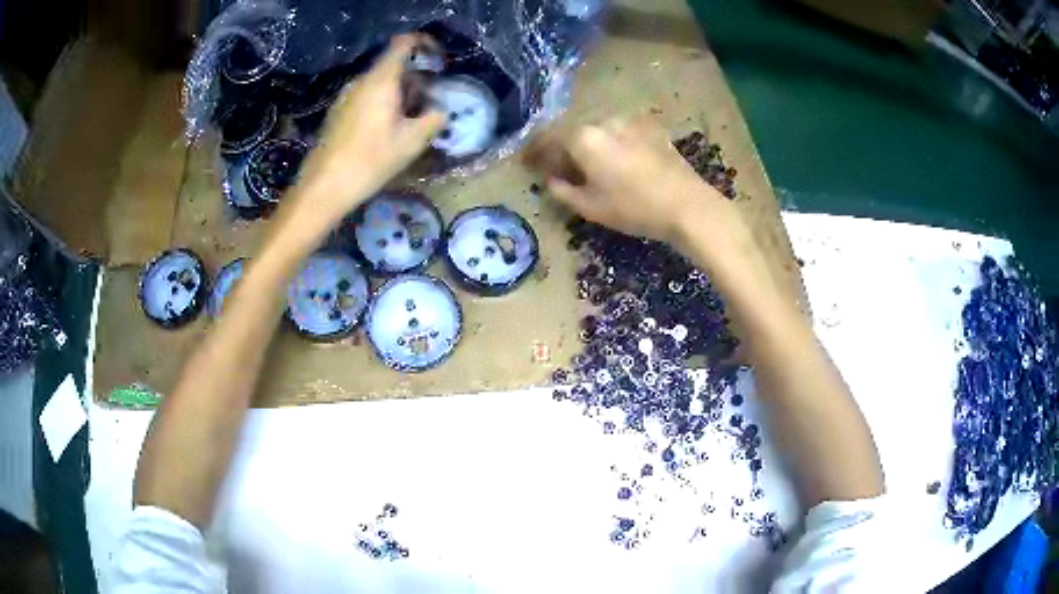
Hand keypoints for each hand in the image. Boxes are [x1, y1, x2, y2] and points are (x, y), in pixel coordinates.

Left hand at [299, 34, 445, 214]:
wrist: (324, 186)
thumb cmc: (370, 160)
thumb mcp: (412, 142)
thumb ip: (433, 119)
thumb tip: (439, 111)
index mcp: (381, 80)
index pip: (404, 43)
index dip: (424, 43)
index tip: (439, 61)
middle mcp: (361, 81)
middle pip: (393, 65)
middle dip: (416, 77)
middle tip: (430, 102)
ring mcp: (346, 96)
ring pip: (380, 83)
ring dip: (400, 93)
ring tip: (410, 120)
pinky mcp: (338, 112)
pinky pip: (366, 97)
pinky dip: (382, 103)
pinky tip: (386, 130)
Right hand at [525, 117, 740, 247]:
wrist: (687, 205)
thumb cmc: (633, 208)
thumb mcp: (590, 207)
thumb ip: (563, 191)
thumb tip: (552, 181)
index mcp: (584, 137)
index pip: (548, 137)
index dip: (535, 151)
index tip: (528, 164)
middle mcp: (604, 121)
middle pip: (574, 131)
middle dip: (563, 148)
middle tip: (559, 169)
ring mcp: (630, 122)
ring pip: (598, 130)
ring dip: (588, 145)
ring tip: (589, 167)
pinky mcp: (651, 129)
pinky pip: (620, 133)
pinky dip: (610, 144)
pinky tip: (616, 163)